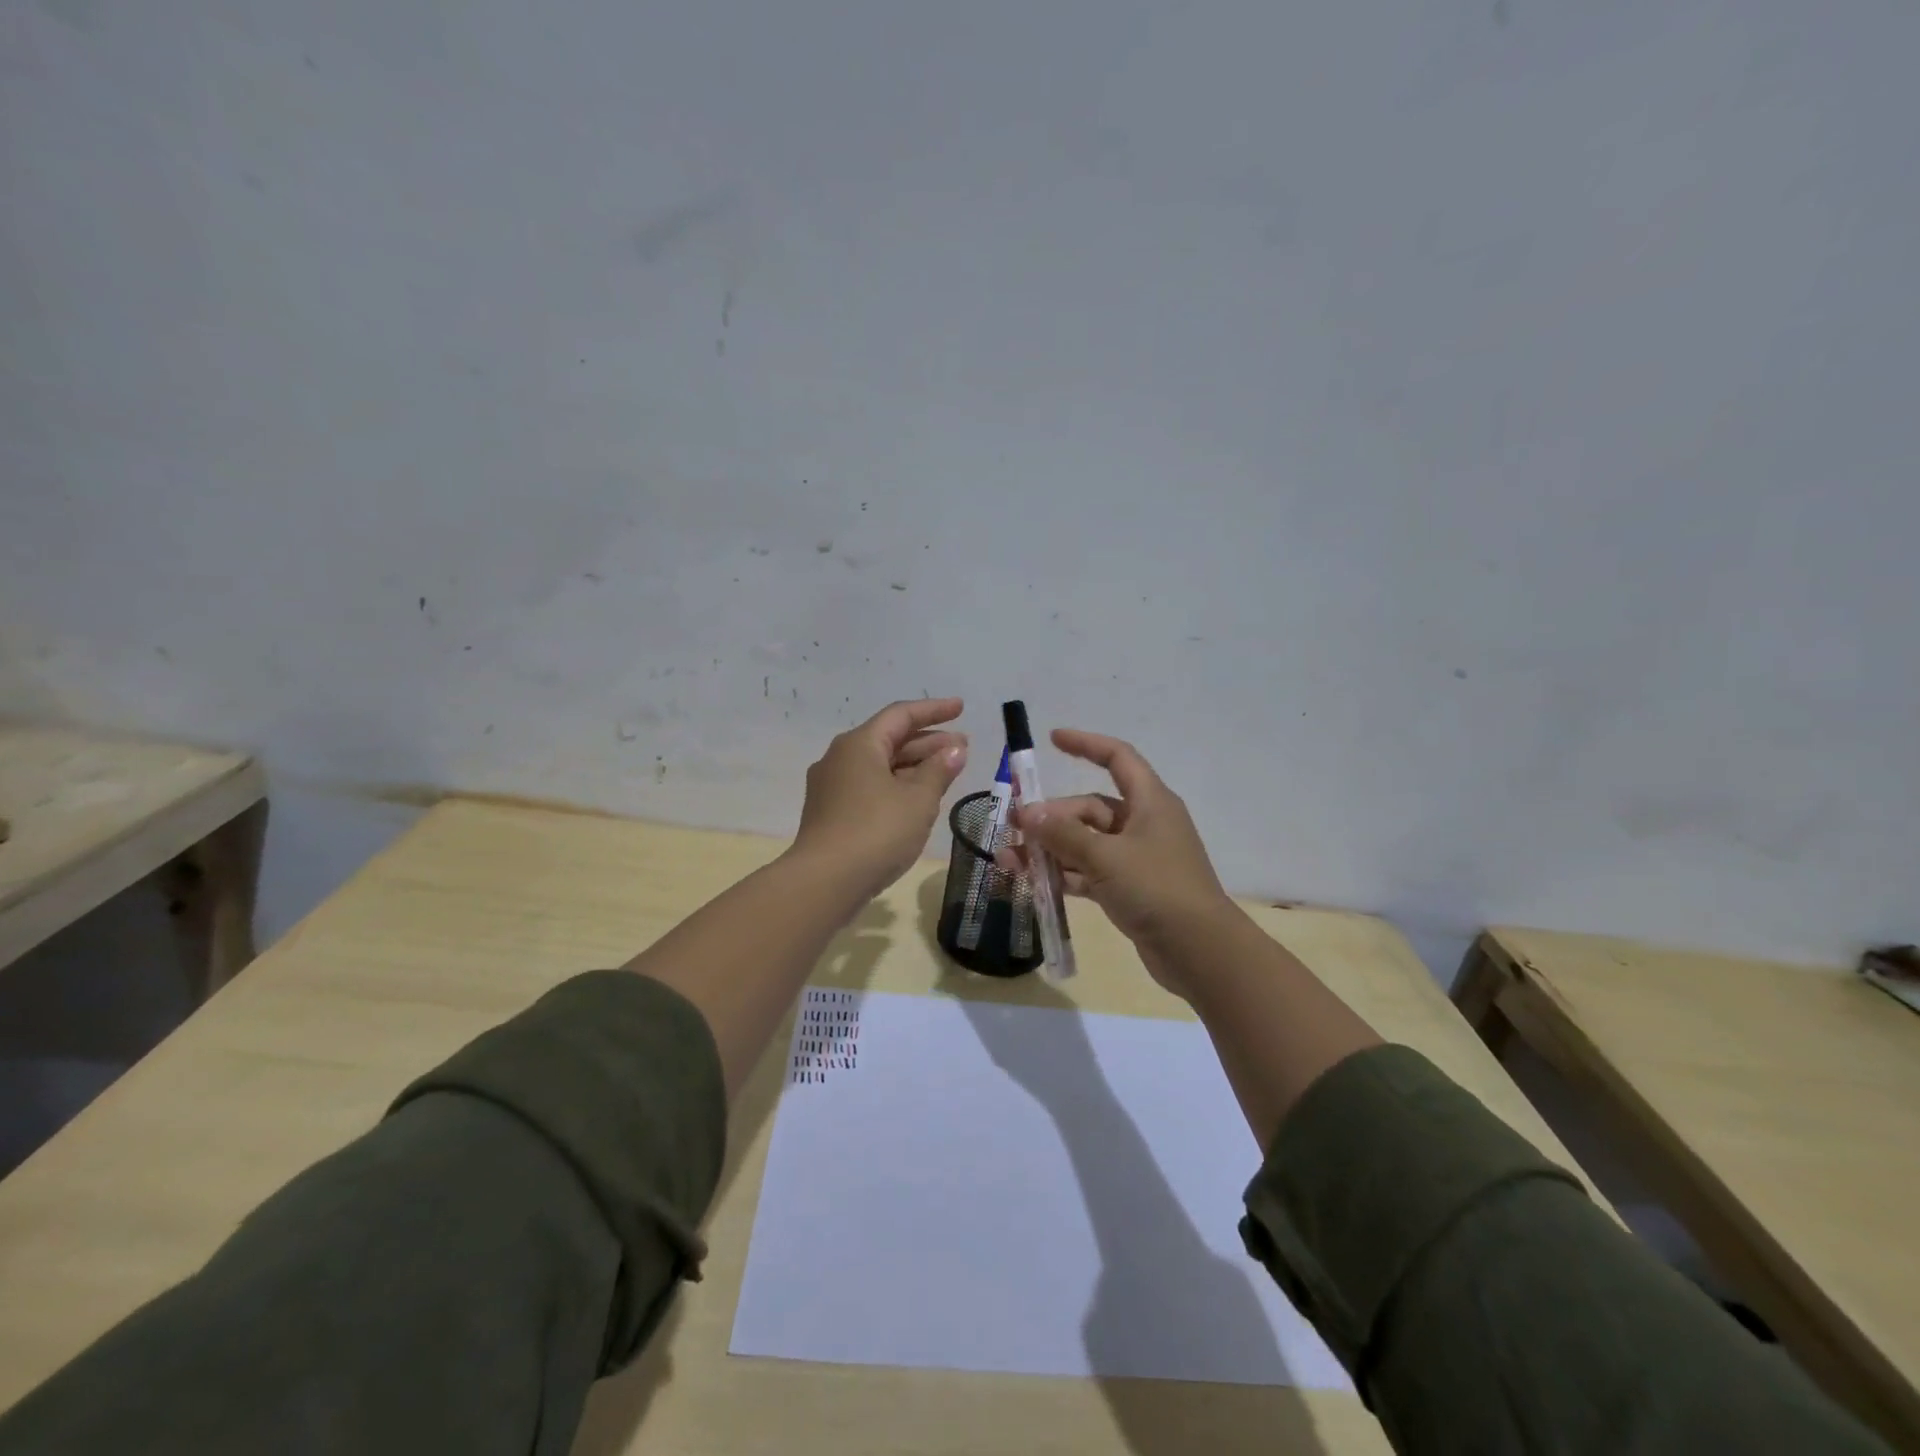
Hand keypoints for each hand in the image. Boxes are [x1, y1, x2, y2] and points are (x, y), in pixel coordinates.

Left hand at [793, 697, 968, 895]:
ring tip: (947, 772)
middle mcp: (840, 758)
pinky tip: (918, 799)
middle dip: (928, 742)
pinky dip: (897, 786)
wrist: (825, 882)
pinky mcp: (831, 813)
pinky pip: (870, 787)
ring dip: (914, 766)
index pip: (901, 715)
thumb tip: (954, 749)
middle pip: (889, 739)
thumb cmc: (877, 831)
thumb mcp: (918, 799)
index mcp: (859, 744)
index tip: (961, 708)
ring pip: (880, 766)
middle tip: (963, 747)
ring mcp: (832, 787)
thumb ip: (939, 770)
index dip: (934, 710)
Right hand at [997, 728, 1229, 995]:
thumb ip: (1063, 834)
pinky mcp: (1130, 889)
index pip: (1117, 757)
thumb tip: (1028, 812)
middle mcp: (1144, 823)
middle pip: (1090, 808)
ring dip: (1051, 849)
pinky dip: (1064, 874)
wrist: (1199, 951)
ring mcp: (1137, 858)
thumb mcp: (1105, 857)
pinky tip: (1033, 882)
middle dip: (1051, 817)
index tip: (1052, 739)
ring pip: (1086, 843)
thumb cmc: (1156, 888)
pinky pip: (1090, 872)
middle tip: (1015, 830)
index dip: (1086, 744)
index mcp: (1149, 802)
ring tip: (1010, 860)